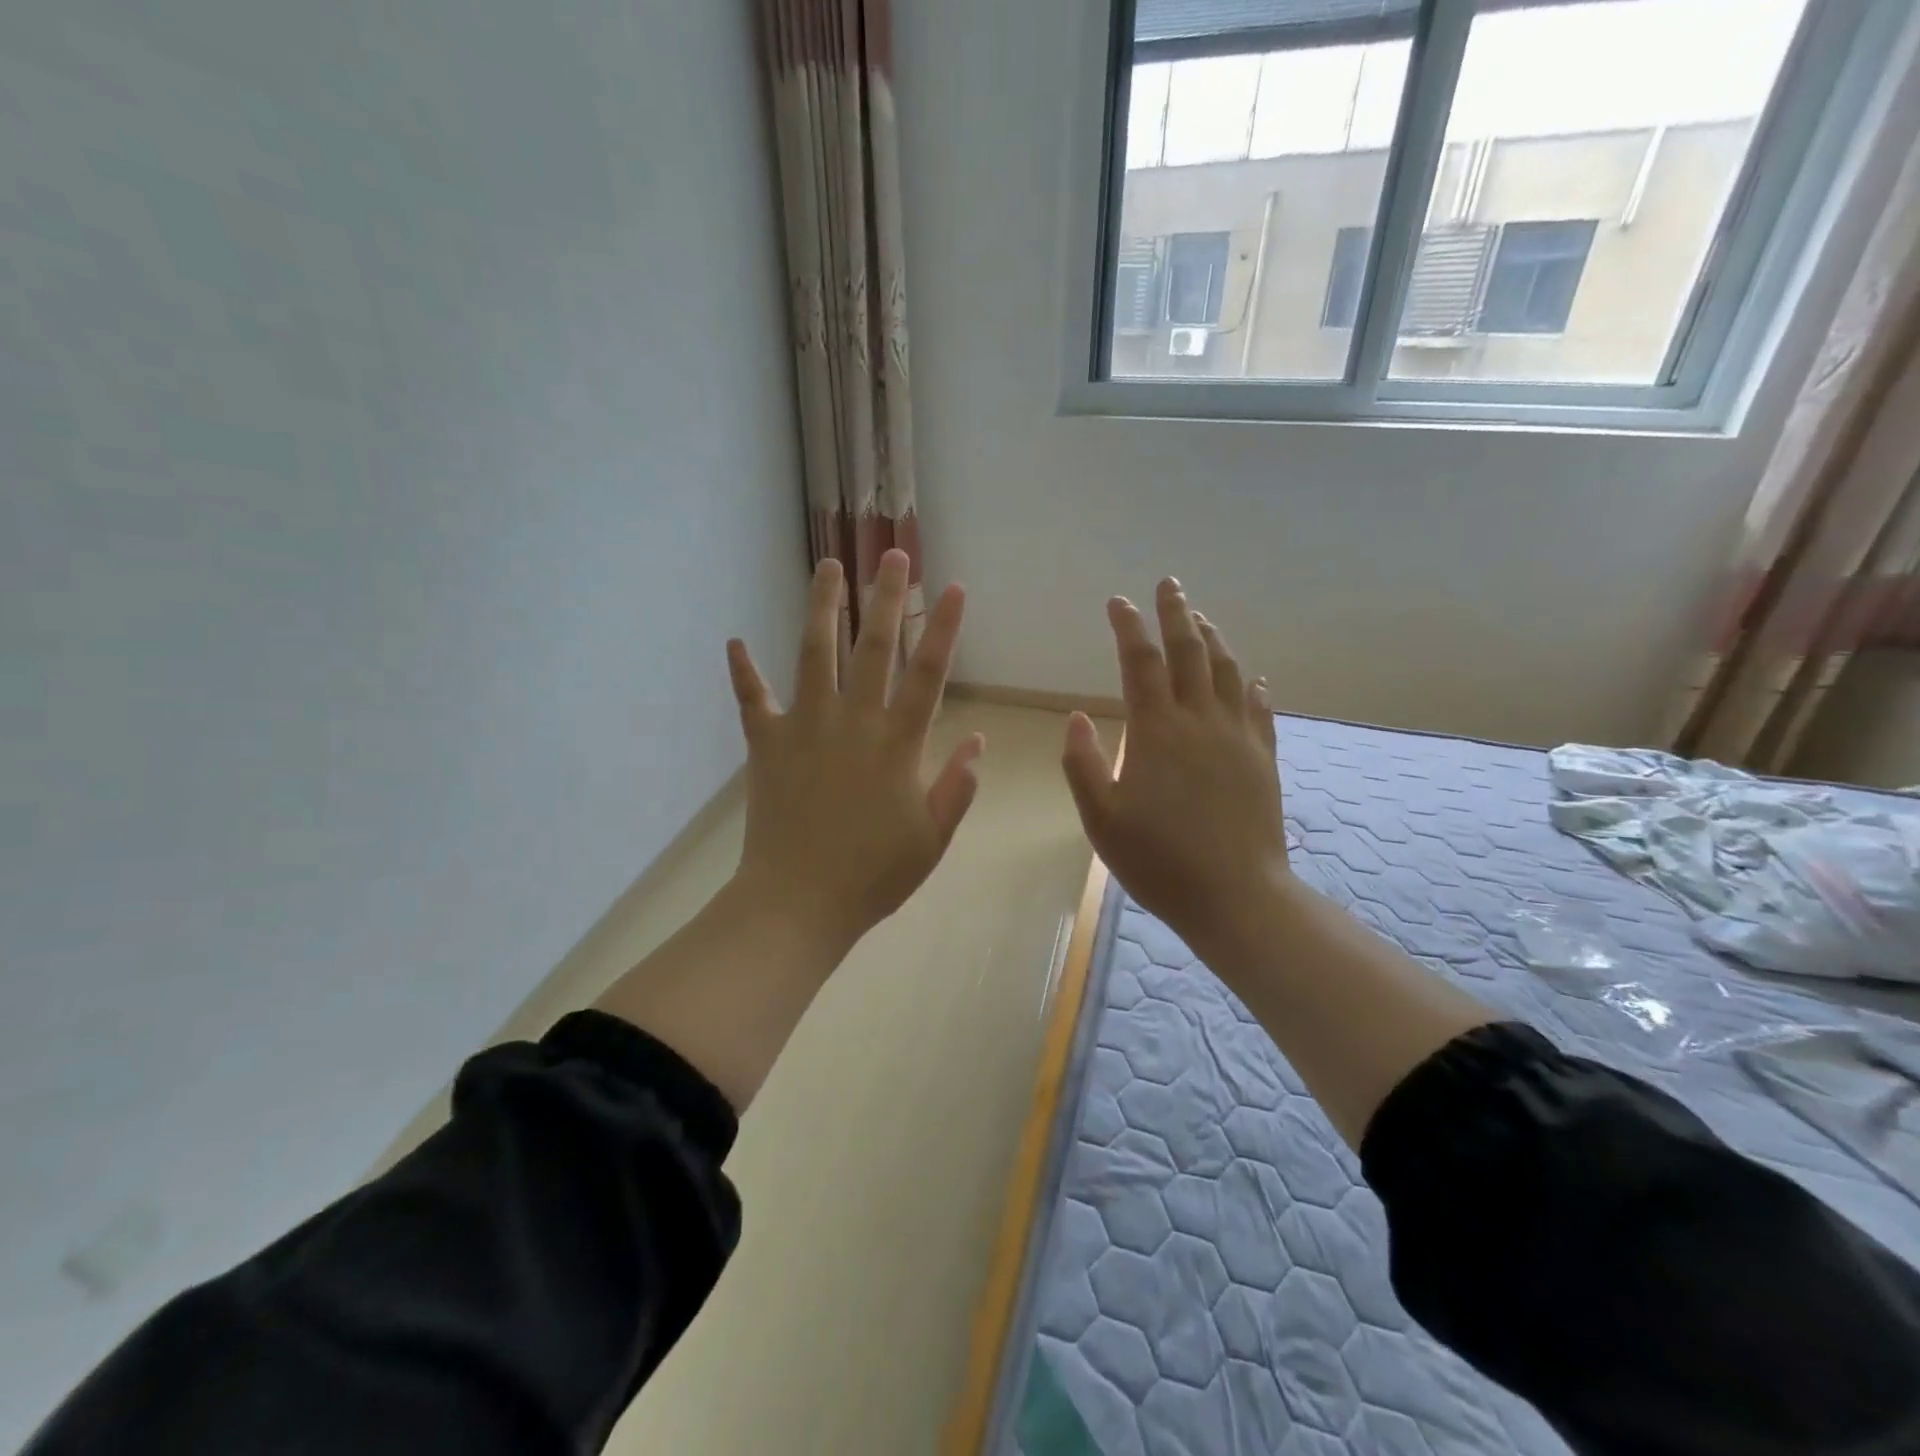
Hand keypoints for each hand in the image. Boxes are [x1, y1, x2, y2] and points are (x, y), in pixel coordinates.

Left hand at [725, 549, 983, 957]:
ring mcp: (805, 727)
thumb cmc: (873, 875)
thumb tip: (977, 742)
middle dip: (887, 598)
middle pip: (872, 647)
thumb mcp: (931, 838)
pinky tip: (735, 641)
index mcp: (897, 744)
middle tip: (892, 555)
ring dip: (822, 607)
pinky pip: (752, 700)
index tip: (954, 588)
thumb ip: (956, 787)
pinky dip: (743, 672)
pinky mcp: (766, 744)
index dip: (944, 628)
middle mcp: (852, 722)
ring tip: (827, 566)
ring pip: (814, 654)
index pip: (928, 674)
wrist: (798, 902)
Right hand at [1061, 578, 1287, 959]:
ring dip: (1213, 640)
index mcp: (1157, 732)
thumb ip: (1083, 764)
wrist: (1235, 896)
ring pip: (1227, 672)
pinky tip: (1251, 679)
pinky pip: (1259, 710)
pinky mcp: (1263, 759)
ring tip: (1201, 619)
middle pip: (1190, 652)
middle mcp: (1200, 722)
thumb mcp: (1101, 818)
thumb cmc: (1158, 861)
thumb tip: (1078, 716)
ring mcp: (1238, 738)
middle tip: (1169, 584)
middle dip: (1176, 614)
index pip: (1141, 663)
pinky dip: (1251, 686)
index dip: (1129, 628)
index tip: (1118, 602)